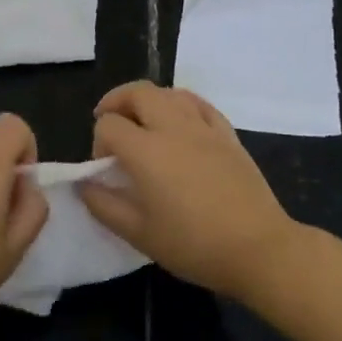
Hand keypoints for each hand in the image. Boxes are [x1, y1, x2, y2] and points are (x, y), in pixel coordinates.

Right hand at [77, 83, 301, 303]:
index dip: (98, 142)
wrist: (258, 248)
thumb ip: (104, 206)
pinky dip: (181, 103)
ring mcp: (204, 127)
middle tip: (111, 122)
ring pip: (169, 92)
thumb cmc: (193, 245)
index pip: (109, 125)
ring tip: (142, 120)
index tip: (106, 169)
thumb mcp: (139, 234)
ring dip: (148, 100)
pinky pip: (200, 104)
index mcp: (146, 151)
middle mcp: (172, 128)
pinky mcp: (228, 134)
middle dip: (116, 103)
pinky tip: (179, 120)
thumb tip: (83, 185)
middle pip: (137, 93)